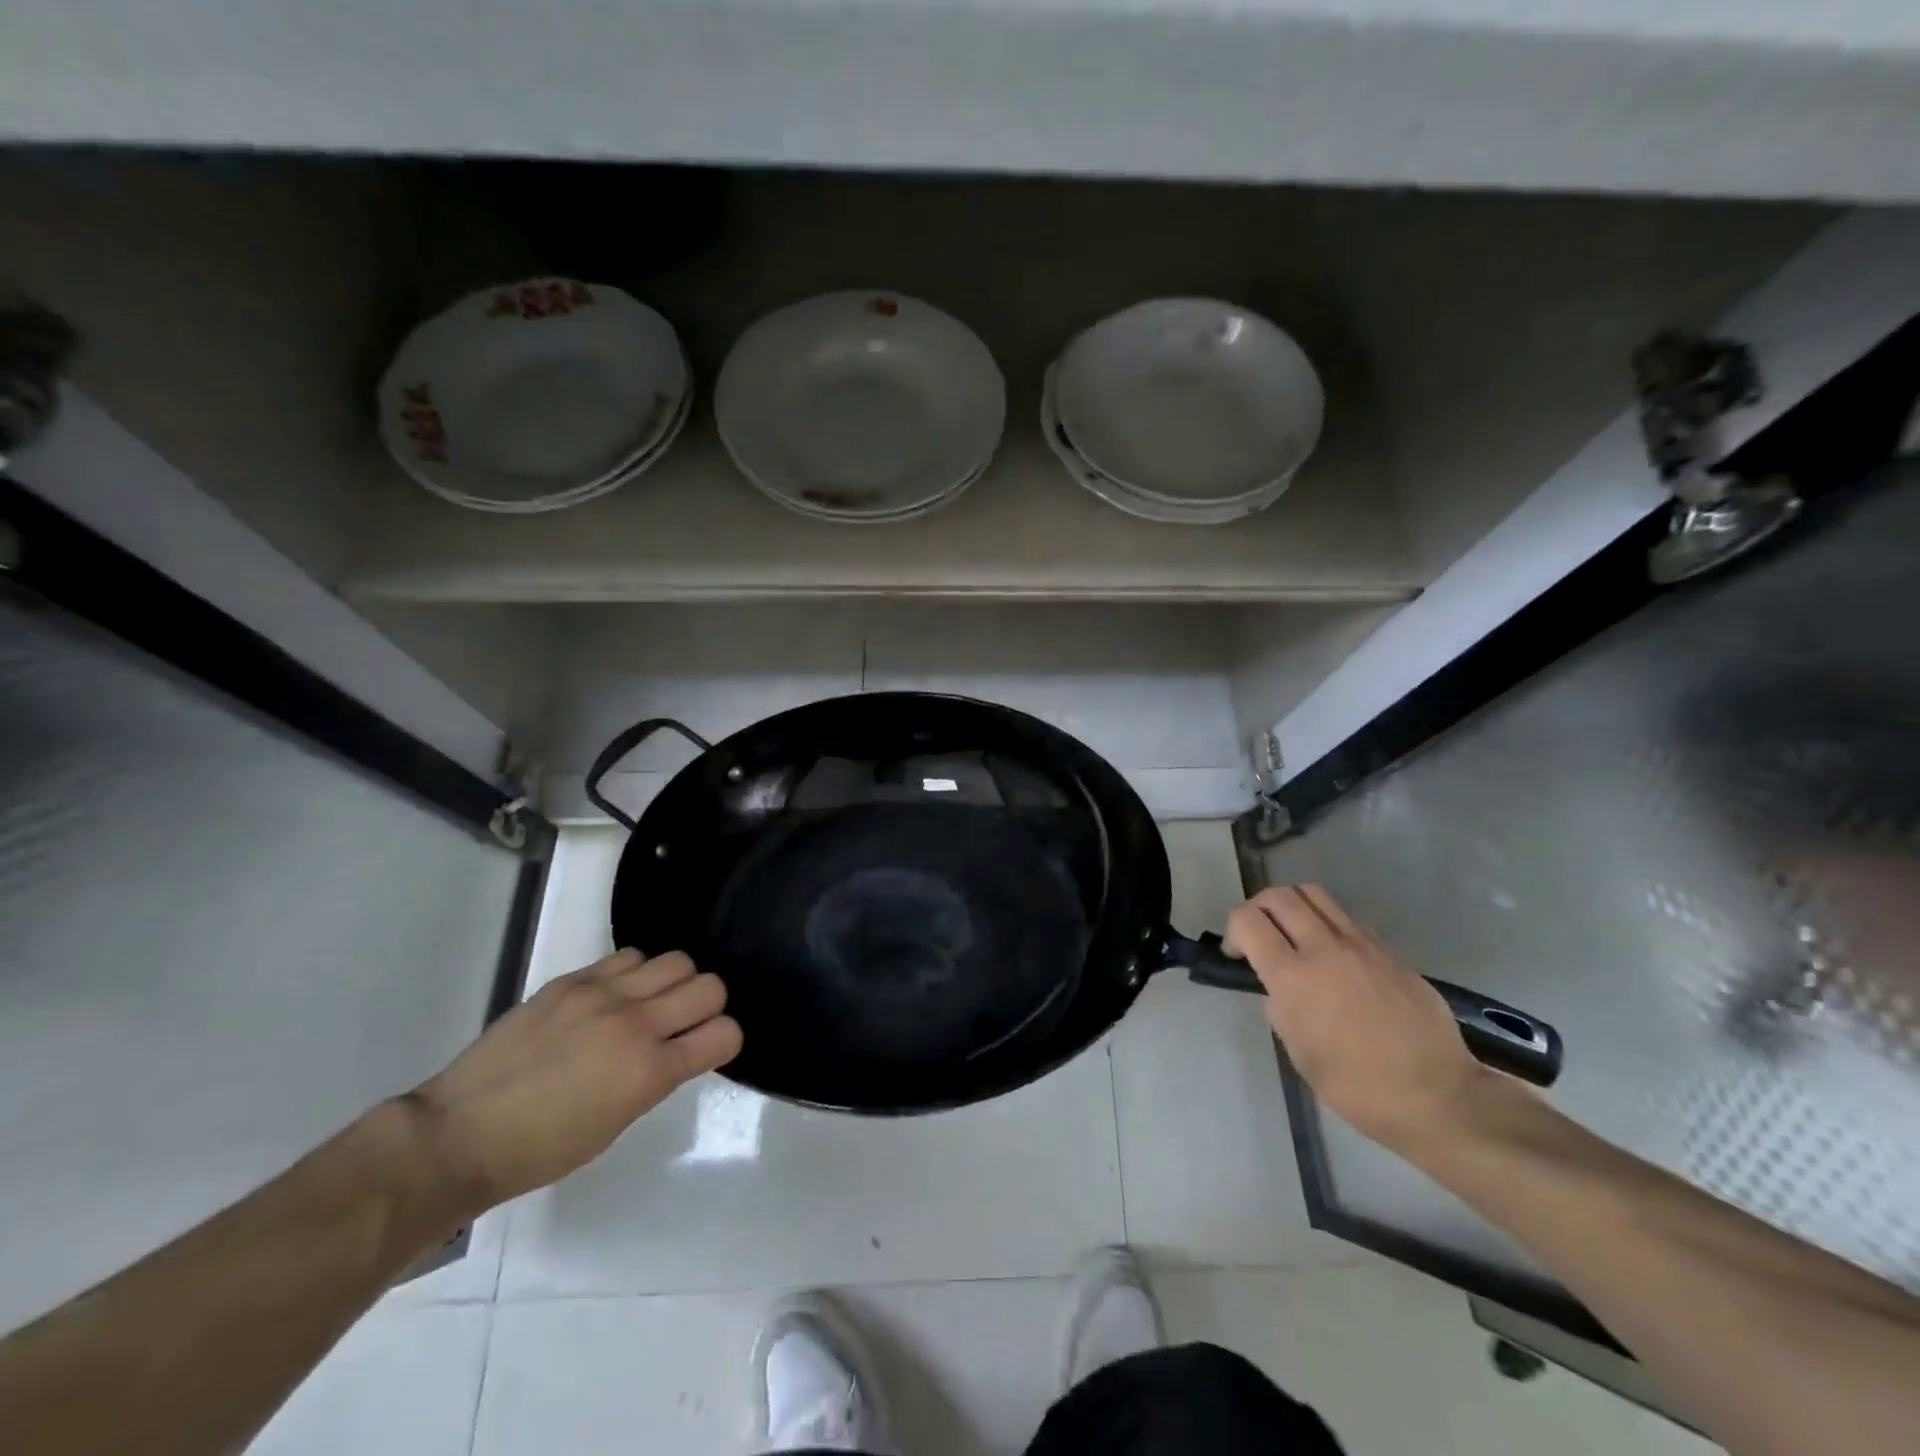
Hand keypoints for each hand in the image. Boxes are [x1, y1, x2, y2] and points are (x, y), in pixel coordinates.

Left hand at [406, 949, 742, 1213]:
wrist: (458, 1135)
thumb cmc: (541, 1151)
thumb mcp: (616, 1124)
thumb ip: (655, 1078)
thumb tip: (674, 1051)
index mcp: (649, 1073)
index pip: (724, 1034)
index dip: (725, 1040)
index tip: (709, 1048)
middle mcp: (636, 1025)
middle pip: (710, 986)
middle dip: (708, 1005)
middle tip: (684, 1023)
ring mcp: (603, 995)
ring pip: (676, 961)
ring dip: (675, 982)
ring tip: (651, 1002)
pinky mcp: (573, 980)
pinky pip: (629, 957)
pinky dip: (636, 972)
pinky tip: (616, 994)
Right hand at [1225, 885, 1495, 1156]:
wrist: (1437, 1096)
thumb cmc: (1358, 1087)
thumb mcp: (1300, 1053)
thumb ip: (1281, 1008)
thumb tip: (1280, 989)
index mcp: (1294, 977)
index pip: (1248, 921)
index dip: (1233, 931)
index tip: (1238, 956)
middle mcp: (1324, 949)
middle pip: (1278, 896)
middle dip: (1258, 909)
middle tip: (1260, 937)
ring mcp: (1361, 944)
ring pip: (1313, 894)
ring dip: (1293, 906)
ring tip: (1295, 935)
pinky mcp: (1388, 950)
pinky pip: (1346, 917)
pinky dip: (1327, 923)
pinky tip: (1334, 956)